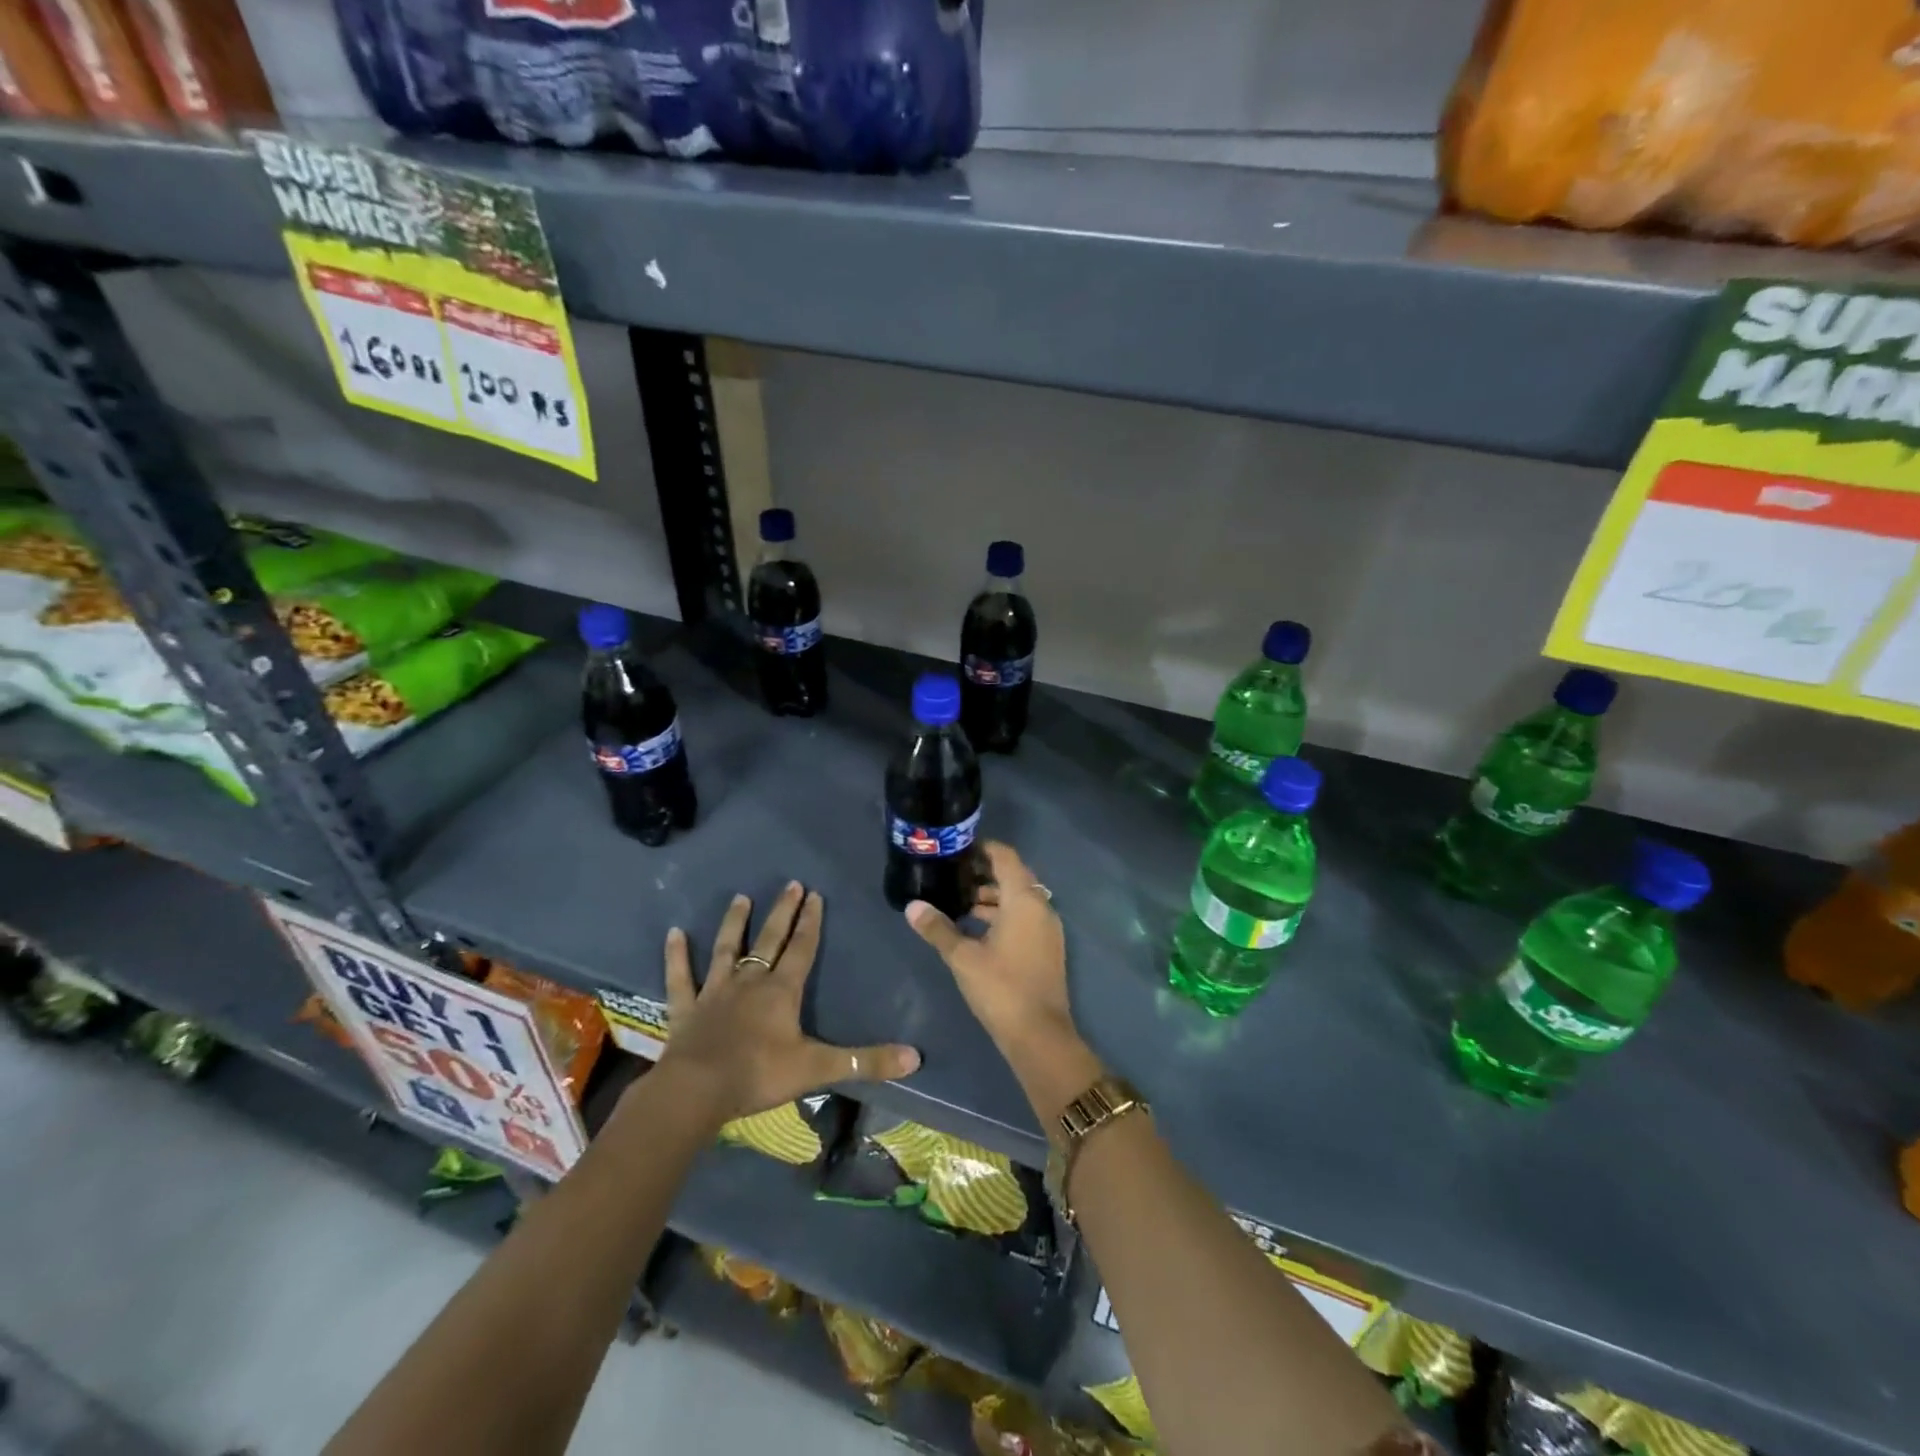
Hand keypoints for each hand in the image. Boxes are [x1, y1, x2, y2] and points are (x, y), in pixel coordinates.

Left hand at [658, 882, 920, 1123]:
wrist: (697, 1091)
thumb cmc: (759, 1075)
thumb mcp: (818, 1068)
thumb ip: (865, 1062)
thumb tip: (915, 1057)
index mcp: (781, 991)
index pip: (801, 948)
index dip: (811, 922)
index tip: (815, 895)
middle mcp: (749, 982)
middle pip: (769, 940)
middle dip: (782, 912)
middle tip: (790, 885)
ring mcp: (714, 992)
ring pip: (726, 949)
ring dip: (734, 923)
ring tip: (741, 897)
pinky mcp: (686, 1008)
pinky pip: (680, 977)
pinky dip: (676, 956)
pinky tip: (674, 933)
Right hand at [904, 841, 1077, 1060]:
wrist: (1039, 1035)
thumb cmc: (1001, 988)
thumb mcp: (962, 957)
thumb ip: (938, 928)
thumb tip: (912, 906)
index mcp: (1024, 900)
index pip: (1006, 857)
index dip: (983, 848)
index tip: (957, 849)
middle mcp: (1041, 907)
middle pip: (1013, 876)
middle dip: (984, 873)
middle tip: (952, 875)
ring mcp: (1048, 928)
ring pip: (1019, 898)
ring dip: (993, 896)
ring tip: (959, 902)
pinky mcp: (1048, 947)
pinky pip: (1025, 916)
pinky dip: (1003, 914)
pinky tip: (977, 928)